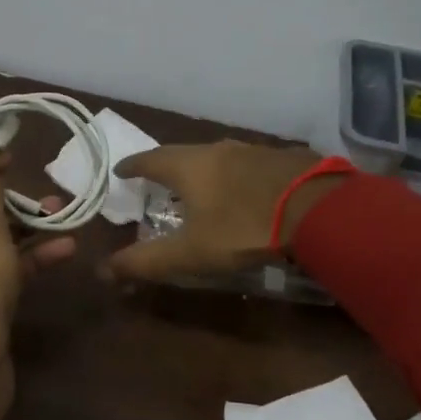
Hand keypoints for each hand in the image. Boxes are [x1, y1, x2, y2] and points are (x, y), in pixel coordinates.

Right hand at [102, 141, 338, 281]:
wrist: (317, 209)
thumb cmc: (244, 228)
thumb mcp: (192, 252)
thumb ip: (147, 261)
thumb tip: (103, 270)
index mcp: (189, 165)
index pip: (150, 159)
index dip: (133, 166)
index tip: (121, 171)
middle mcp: (217, 149)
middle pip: (183, 153)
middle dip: (166, 166)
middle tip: (158, 180)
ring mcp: (253, 151)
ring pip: (217, 157)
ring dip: (202, 170)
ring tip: (198, 186)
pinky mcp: (282, 159)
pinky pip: (246, 164)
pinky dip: (233, 176)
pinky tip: (242, 190)